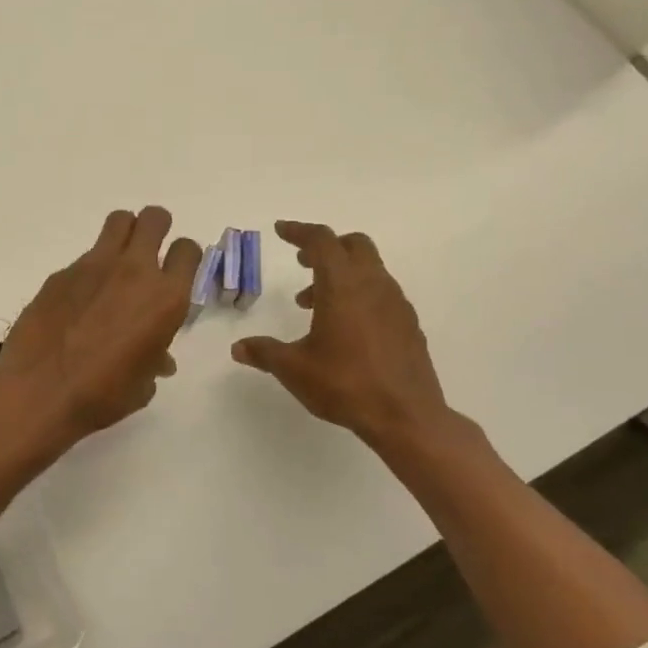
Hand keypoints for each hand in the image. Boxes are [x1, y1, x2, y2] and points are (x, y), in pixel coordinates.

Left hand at [0, 207, 202, 444]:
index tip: (176, 271)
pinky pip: (84, 258)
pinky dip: (89, 272)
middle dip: (157, 228)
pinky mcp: (61, 273)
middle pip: (154, 219)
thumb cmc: (103, 395)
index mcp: (165, 298)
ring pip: (118, 222)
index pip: (188, 250)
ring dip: (124, 234)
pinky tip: (78, 301)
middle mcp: (134, 271)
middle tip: (150, 250)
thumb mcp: (142, 384)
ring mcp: (94, 266)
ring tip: (117, 263)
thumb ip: (154, 358)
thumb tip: (158, 359)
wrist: (41, 391)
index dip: (185, 257)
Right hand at [231, 221, 466, 463]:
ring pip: (370, 270)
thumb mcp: (294, 368)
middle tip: (302, 263)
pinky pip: (382, 294)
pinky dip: (360, 295)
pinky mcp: (409, 325)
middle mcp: (373, 285)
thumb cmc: (345, 384)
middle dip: (326, 247)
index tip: (280, 230)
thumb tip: (239, 348)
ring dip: (341, 275)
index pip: (321, 241)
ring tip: (313, 305)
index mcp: (343, 286)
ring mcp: (396, 304)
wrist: (406, 417)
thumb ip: (264, 352)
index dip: (299, 231)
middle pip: (354, 245)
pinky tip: (345, 328)